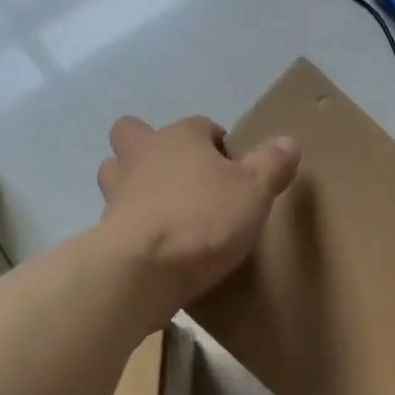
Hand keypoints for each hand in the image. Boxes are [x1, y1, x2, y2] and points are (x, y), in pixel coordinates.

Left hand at [97, 115, 298, 315]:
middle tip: (183, 178)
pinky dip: (133, 224)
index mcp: (179, 138)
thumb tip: (288, 141)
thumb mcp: (254, 191)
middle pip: (136, 134)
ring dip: (135, 184)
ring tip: (163, 210)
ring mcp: (117, 192)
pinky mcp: (105, 229)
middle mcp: (142, 155)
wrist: (145, 268)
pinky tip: (155, 244)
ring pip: (117, 174)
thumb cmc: (204, 218)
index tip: (236, 174)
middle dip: (154, 148)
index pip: (201, 126)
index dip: (219, 145)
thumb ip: (271, 164)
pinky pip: (118, 216)